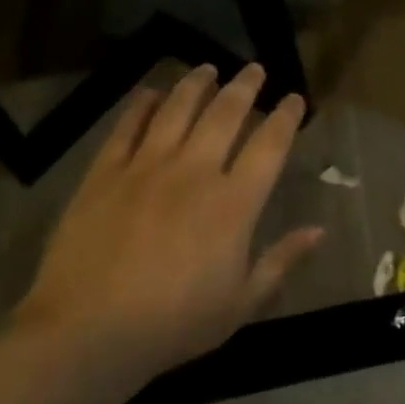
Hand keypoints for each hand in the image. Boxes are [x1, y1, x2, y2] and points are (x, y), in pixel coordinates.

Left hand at [12, 63, 323, 383]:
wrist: (86, 335)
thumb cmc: (173, 324)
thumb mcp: (240, 303)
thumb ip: (281, 261)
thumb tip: (319, 231)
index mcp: (234, 203)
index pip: (269, 145)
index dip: (285, 117)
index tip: (294, 99)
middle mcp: (195, 172)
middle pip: (225, 114)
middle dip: (244, 86)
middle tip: (254, 68)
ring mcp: (145, 169)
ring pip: (176, 110)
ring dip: (196, 85)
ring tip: (207, 68)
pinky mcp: (104, 175)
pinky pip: (125, 129)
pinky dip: (140, 106)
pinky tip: (150, 93)